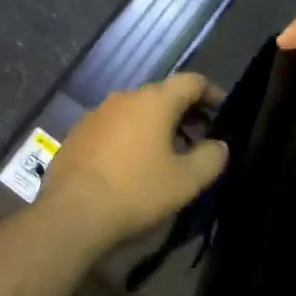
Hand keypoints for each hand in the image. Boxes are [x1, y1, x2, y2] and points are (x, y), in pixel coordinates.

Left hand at [42, 73, 228, 249]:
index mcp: (155, 101)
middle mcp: (125, 97)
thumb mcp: (187, 181)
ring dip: (156, 127)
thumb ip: (211, 158)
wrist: (72, 214)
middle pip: (163, 95)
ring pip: (137, 111)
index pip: (192, 82)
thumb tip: (219, 145)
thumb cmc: (137, 191)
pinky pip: (114, 127)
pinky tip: (131, 165)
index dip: (212, 93)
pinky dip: (130, 137)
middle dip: (185, 113)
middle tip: (199, 139)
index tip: (223, 112)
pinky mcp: (78, 133)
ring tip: (166, 156)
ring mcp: (98, 114)